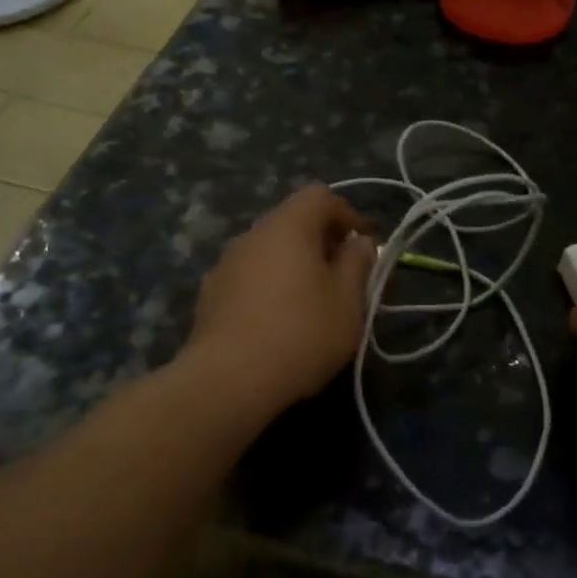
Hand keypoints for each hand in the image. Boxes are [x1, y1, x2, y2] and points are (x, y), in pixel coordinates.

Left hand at [183, 185, 375, 419]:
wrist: (228, 380)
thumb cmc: (301, 334)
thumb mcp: (349, 301)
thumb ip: (358, 263)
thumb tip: (359, 242)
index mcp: (288, 227)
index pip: (320, 196)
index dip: (348, 214)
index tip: (366, 245)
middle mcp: (252, 235)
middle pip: (293, 221)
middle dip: (323, 241)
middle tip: (345, 275)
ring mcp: (225, 264)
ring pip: (270, 251)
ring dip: (295, 265)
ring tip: (314, 301)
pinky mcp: (210, 294)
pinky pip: (251, 276)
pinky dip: (272, 285)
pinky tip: (280, 321)